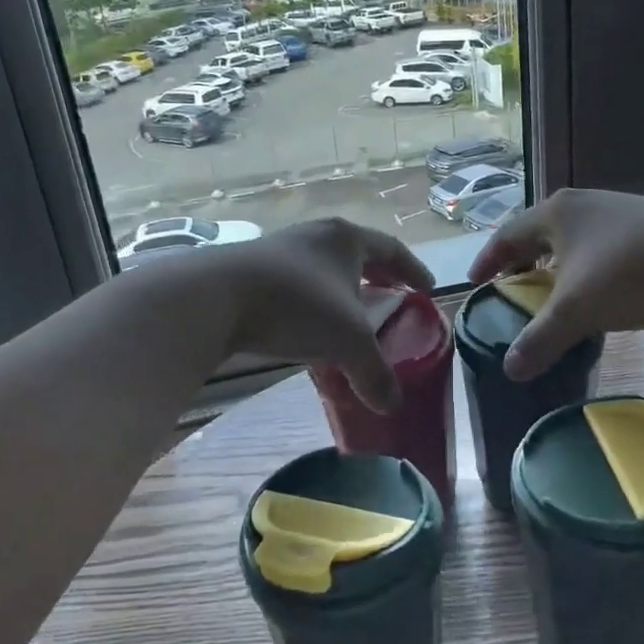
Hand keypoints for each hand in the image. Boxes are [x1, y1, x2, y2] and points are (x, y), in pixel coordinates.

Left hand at [212, 218, 435, 413]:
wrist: (215, 297)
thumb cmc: (296, 304)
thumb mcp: (347, 340)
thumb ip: (374, 372)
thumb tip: (392, 407)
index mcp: (346, 239)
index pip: (392, 249)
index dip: (414, 270)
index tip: (428, 289)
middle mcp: (316, 236)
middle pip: (358, 255)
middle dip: (378, 278)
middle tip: (395, 300)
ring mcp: (281, 250)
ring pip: (324, 271)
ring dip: (342, 293)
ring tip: (353, 320)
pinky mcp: (253, 271)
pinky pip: (297, 287)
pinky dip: (313, 307)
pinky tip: (310, 333)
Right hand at [467, 189, 643, 379]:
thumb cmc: (630, 271)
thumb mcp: (577, 309)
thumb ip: (540, 339)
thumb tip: (509, 370)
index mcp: (555, 214)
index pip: (507, 236)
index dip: (488, 261)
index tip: (474, 283)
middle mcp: (581, 206)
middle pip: (538, 234)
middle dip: (522, 263)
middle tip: (509, 290)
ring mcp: (616, 213)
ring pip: (572, 241)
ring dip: (556, 267)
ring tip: (550, 295)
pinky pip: (599, 248)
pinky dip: (586, 270)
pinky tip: (595, 293)